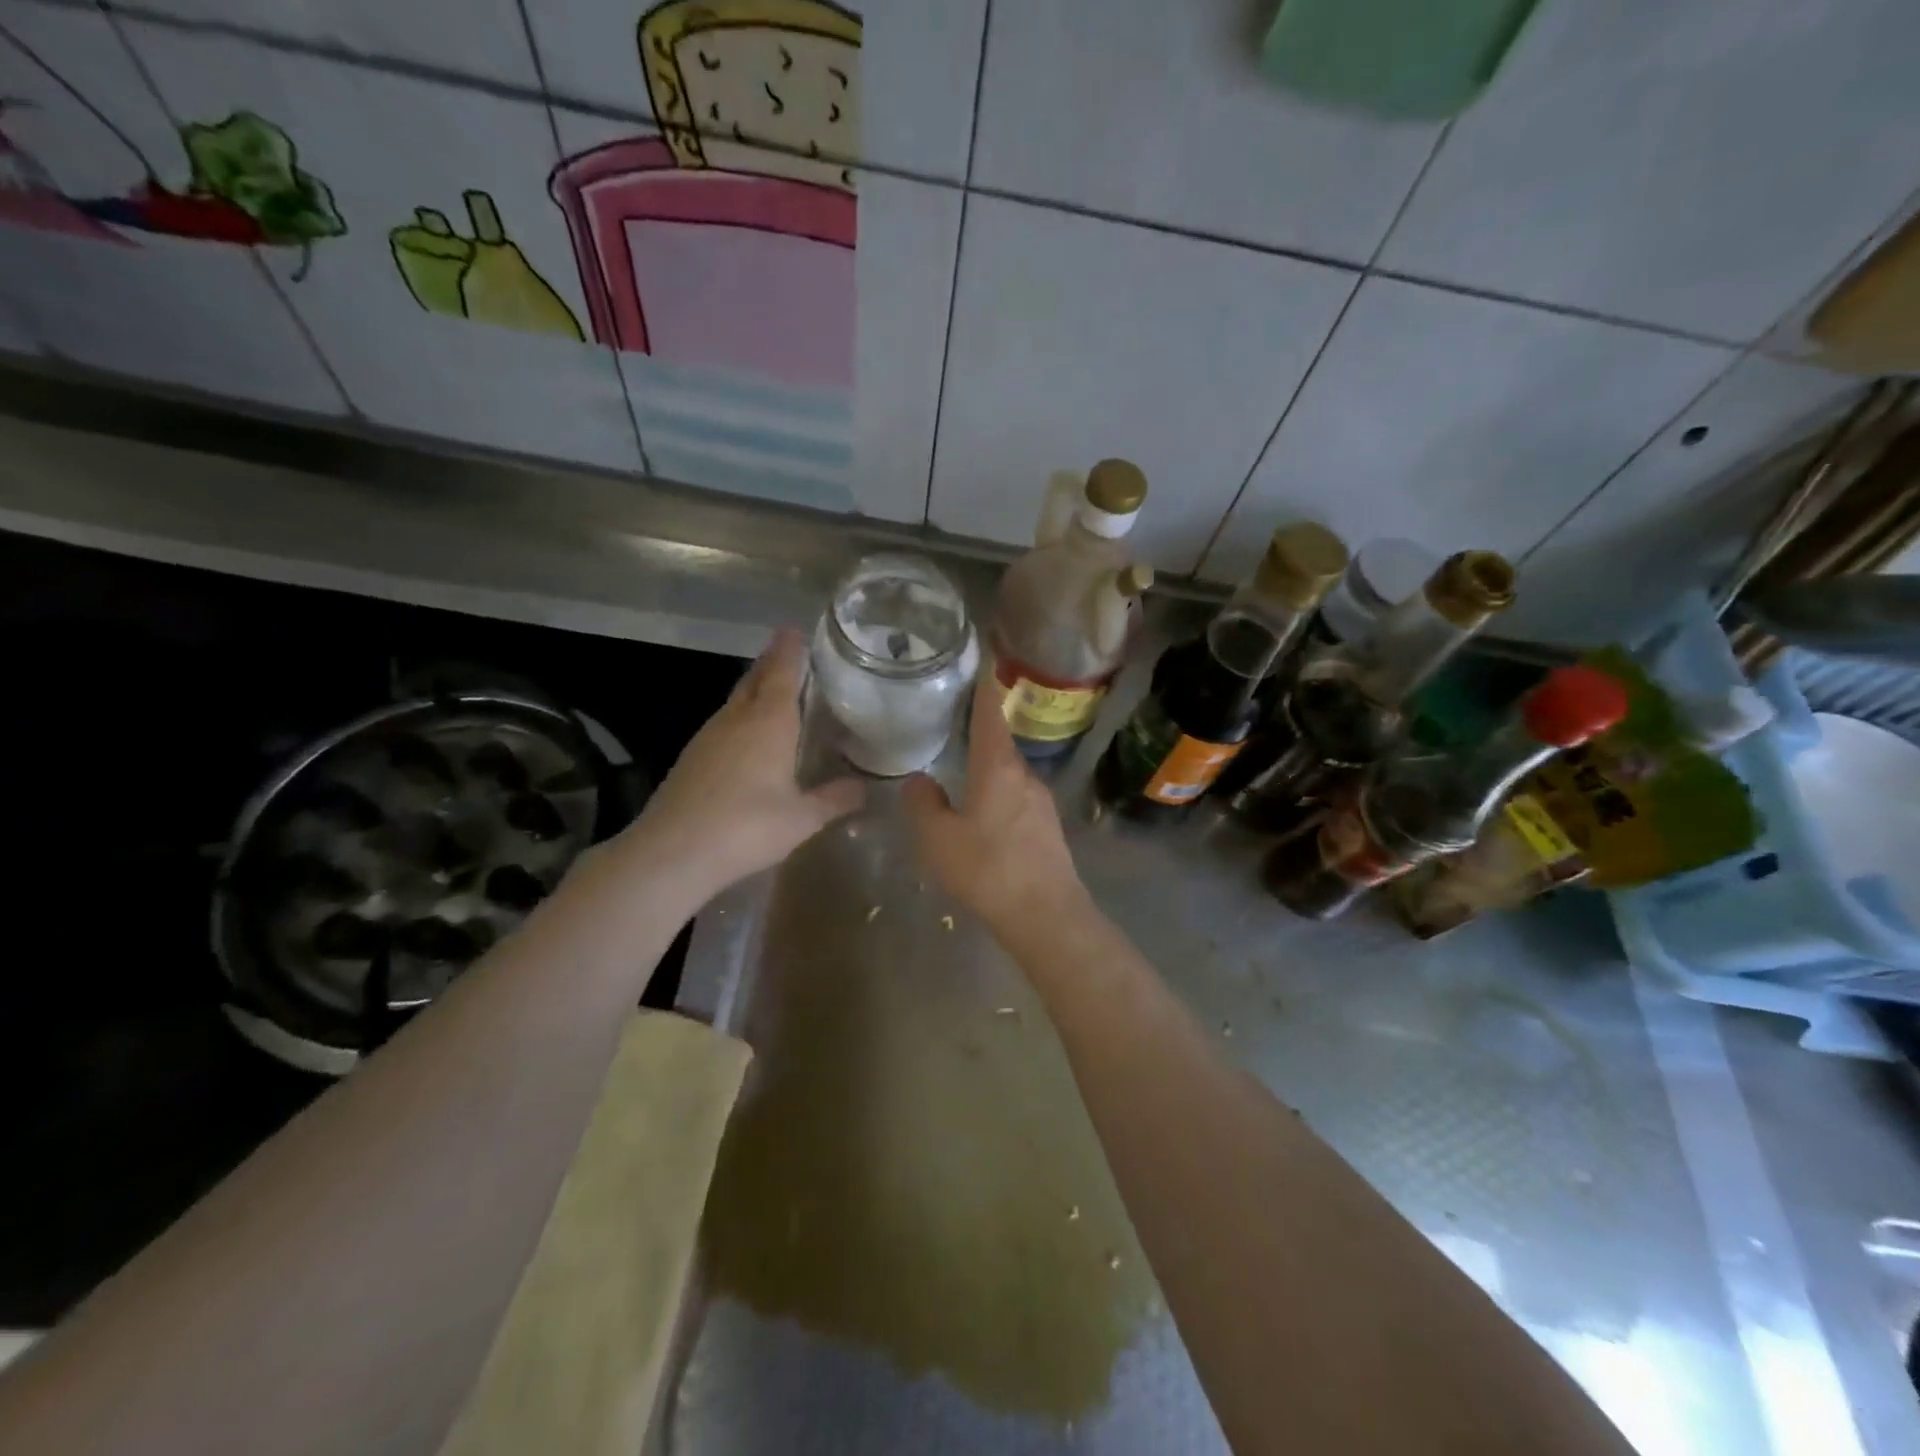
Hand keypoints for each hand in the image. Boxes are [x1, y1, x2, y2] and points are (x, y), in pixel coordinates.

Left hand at [635, 629, 864, 896]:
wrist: (672, 852)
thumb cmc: (747, 827)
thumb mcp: (803, 818)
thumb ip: (835, 799)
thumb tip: (864, 788)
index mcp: (769, 722)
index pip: (781, 672)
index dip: (789, 649)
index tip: (794, 628)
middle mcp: (737, 719)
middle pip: (754, 679)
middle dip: (771, 663)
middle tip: (788, 652)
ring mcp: (708, 737)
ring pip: (736, 701)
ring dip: (754, 690)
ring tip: (774, 691)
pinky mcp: (691, 758)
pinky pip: (723, 724)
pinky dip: (740, 718)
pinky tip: (748, 737)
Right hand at [902, 677, 1087, 934]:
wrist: (1045, 914)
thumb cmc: (987, 869)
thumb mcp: (938, 838)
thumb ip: (923, 804)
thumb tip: (919, 781)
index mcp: (998, 767)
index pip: (990, 714)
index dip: (984, 688)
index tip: (982, 663)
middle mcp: (1025, 775)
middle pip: (1000, 745)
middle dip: (980, 735)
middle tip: (954, 729)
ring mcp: (1041, 802)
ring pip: (1010, 776)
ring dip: (989, 772)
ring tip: (963, 778)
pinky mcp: (1049, 828)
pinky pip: (1019, 800)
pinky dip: (999, 797)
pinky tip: (984, 820)